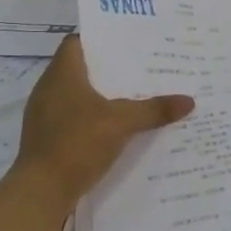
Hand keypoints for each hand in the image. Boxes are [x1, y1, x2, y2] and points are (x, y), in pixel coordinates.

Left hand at [15, 36, 194, 200]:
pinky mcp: (46, 138)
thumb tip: (189, 101)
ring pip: (76, 95)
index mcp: (62, 74)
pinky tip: (115, 128)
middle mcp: (48, 89)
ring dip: (101, 96)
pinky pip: (72, 118)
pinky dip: (92, 118)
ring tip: (133, 96)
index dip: (99, 38)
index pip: (76, 42)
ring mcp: (44, 115)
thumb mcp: (122, 123)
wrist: (41, 192)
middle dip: (108, 69)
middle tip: (140, 68)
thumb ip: (154, 110)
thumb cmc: (77, 143)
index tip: (126, 41)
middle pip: (80, 68)